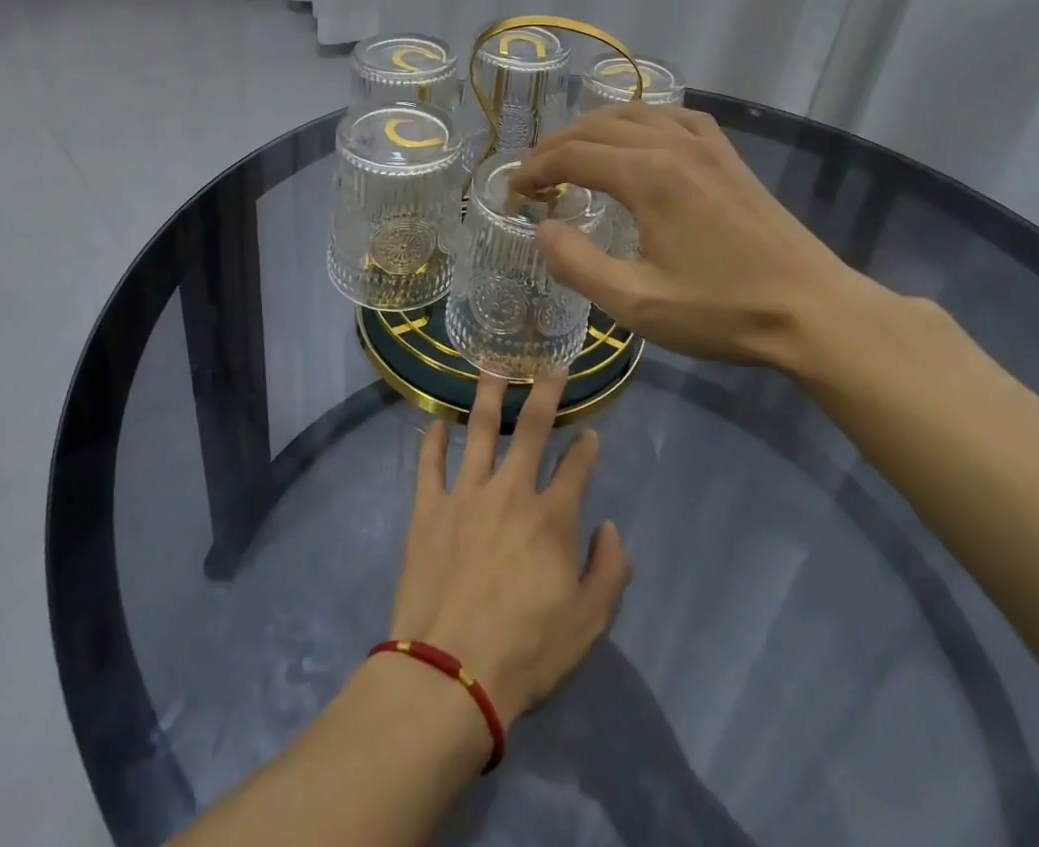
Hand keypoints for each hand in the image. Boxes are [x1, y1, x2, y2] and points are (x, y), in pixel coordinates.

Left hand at [387, 369, 631, 727]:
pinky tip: (435, 420)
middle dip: (544, 392)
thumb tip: (610, 528)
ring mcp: (465, 495)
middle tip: (549, 363)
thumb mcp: (588, 624)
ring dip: (487, 395)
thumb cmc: (526, 652)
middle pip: (530, 428)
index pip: (577, 466)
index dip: (587, 446)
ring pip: (478, 430)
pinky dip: (432, 440)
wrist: (449, 674)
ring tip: (491, 365)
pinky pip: (430, 464)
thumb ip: (609, 571)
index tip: (590, 432)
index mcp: (551, 517)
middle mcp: (510, 491)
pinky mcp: (428, 510)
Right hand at [509, 105, 897, 375]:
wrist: (811, 309)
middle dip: (556, 148)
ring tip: (572, 157)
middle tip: (533, 180)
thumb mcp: (637, 304)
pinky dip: (639, 122)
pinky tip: (637, 140)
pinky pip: (672, 116)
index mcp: (648, 175)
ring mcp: (705, 144)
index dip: (534, 170)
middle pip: (596, 128)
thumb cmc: (722, 310)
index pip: (572, 155)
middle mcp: (672, 143)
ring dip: (593, 131)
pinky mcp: (727, 154)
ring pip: (633, 114)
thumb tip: (543, 230)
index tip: (513, 194)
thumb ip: (578, 265)